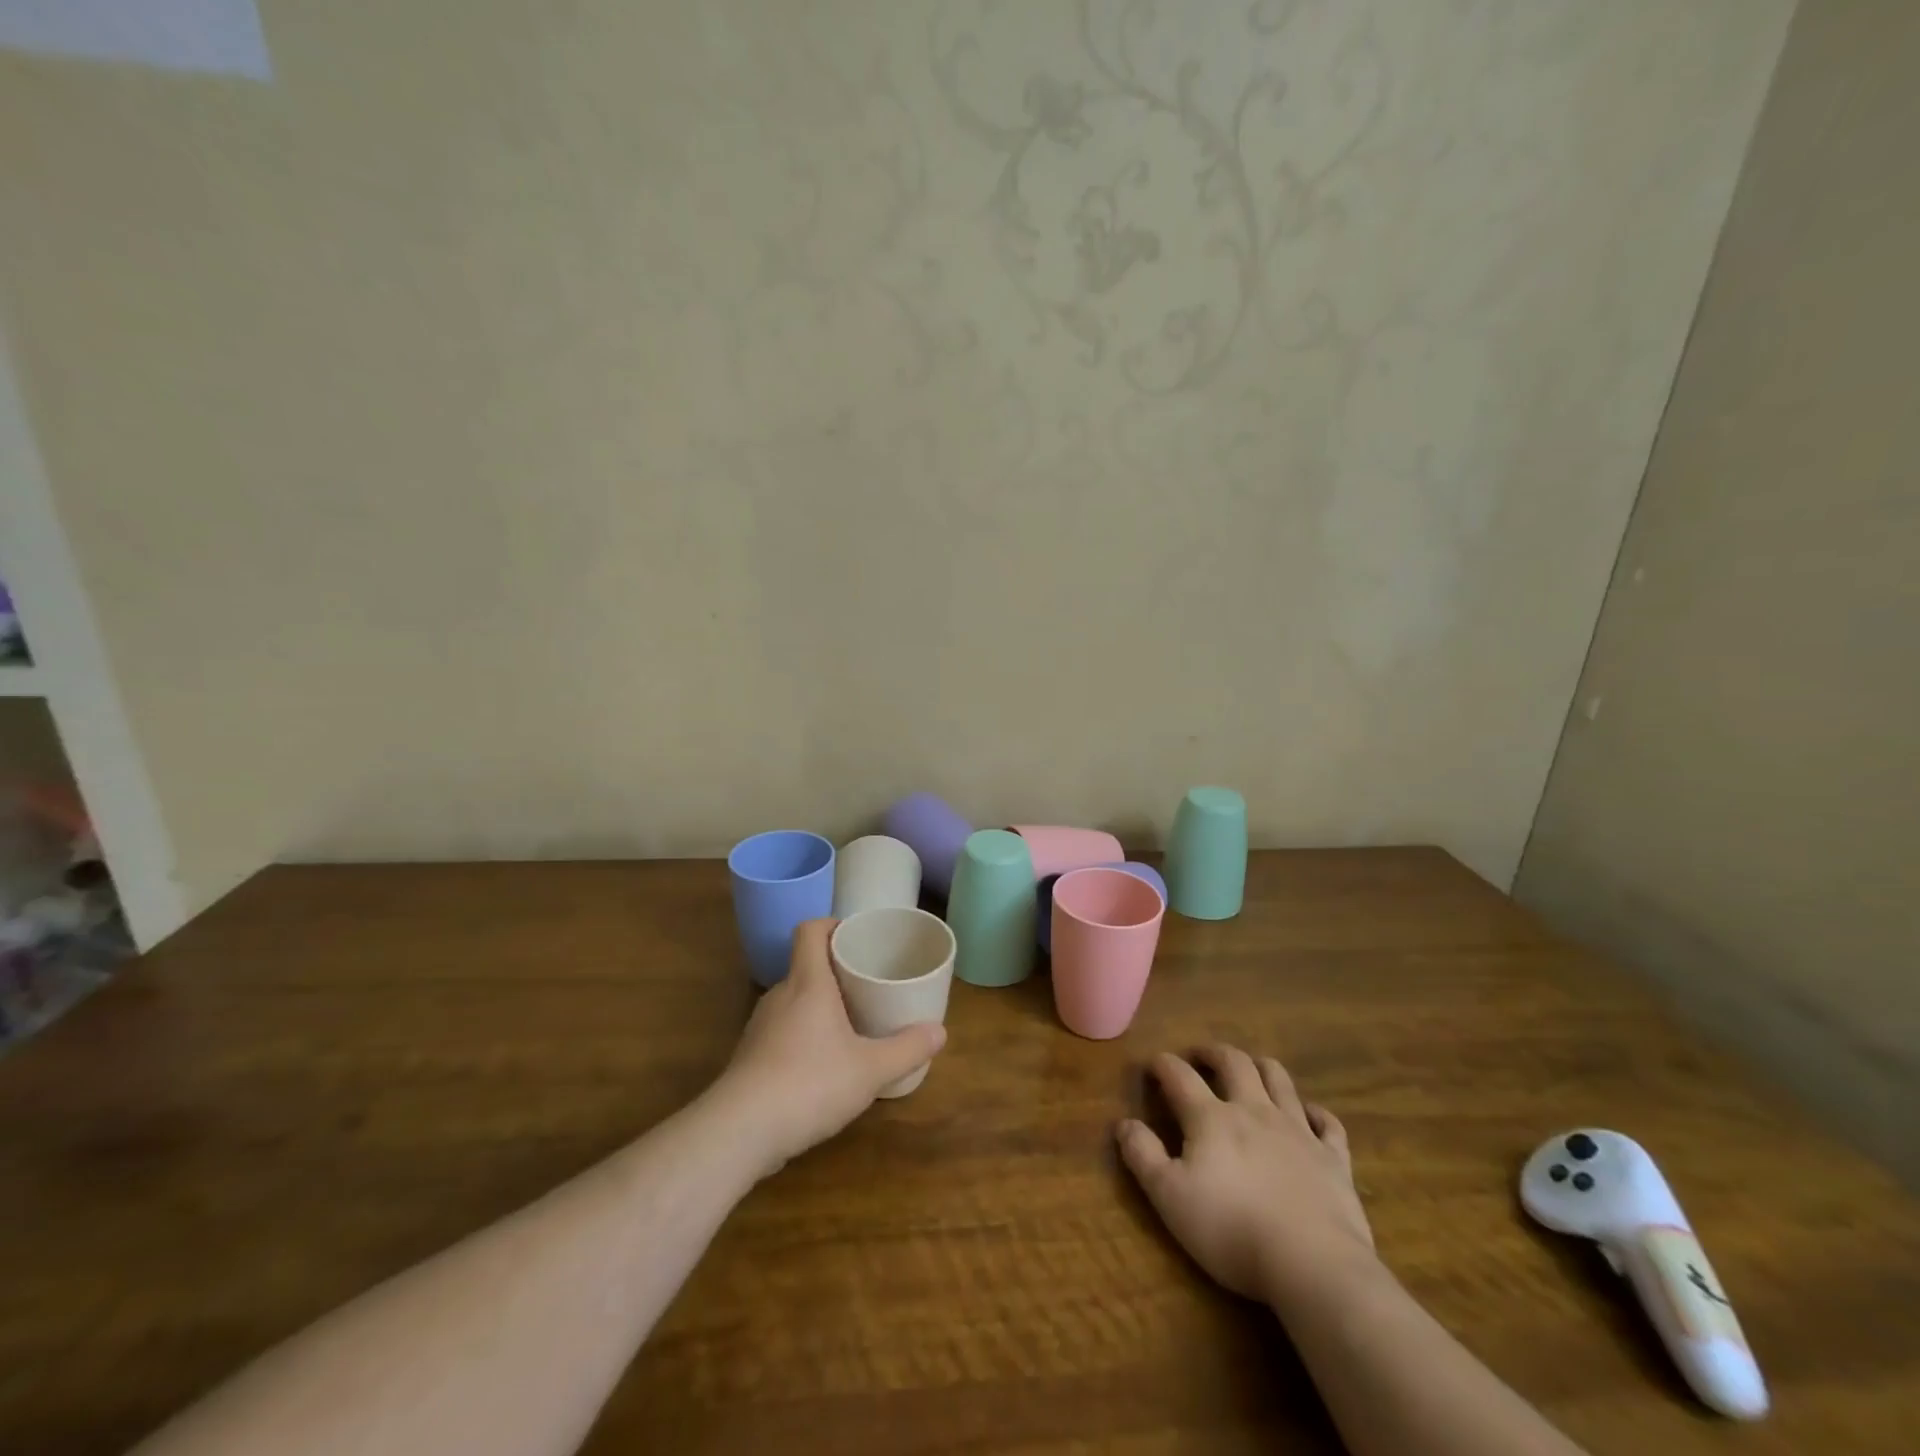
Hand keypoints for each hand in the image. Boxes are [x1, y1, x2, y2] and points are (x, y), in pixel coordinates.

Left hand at [713, 919, 945, 1176]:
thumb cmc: (809, 1083)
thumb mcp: (870, 1069)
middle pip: (806, 965)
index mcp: (808, 982)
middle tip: (869, 983)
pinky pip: (783, 1031)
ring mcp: (760, 1027)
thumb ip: (907, 1049)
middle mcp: (780, 996)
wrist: (739, 1132)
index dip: (832, 925)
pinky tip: (823, 1064)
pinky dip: (804, 1035)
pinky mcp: (750, 1058)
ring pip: (795, 1001)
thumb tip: (940, 1032)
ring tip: (852, 1023)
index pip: (810, 930)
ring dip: (820, 1005)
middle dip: (837, 970)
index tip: (858, 937)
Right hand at [1117, 1047, 1375, 1309]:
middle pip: (1233, 1062)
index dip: (1163, 1065)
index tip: (1152, 1065)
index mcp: (1211, 1118)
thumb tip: (1124, 1123)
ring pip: (1279, 1079)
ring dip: (1260, 1067)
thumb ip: (1143, 1156)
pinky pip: (1327, 1123)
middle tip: (1200, 1056)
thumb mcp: (1169, 1197)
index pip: (1179, 1076)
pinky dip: (1315, 1113)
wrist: (1314, 1265)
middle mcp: (1254, 1110)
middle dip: (1213, 1052)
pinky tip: (1308, 1116)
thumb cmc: (1231, 1230)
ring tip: (1249, 1069)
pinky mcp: (1333, 1158)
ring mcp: (1298, 1130)